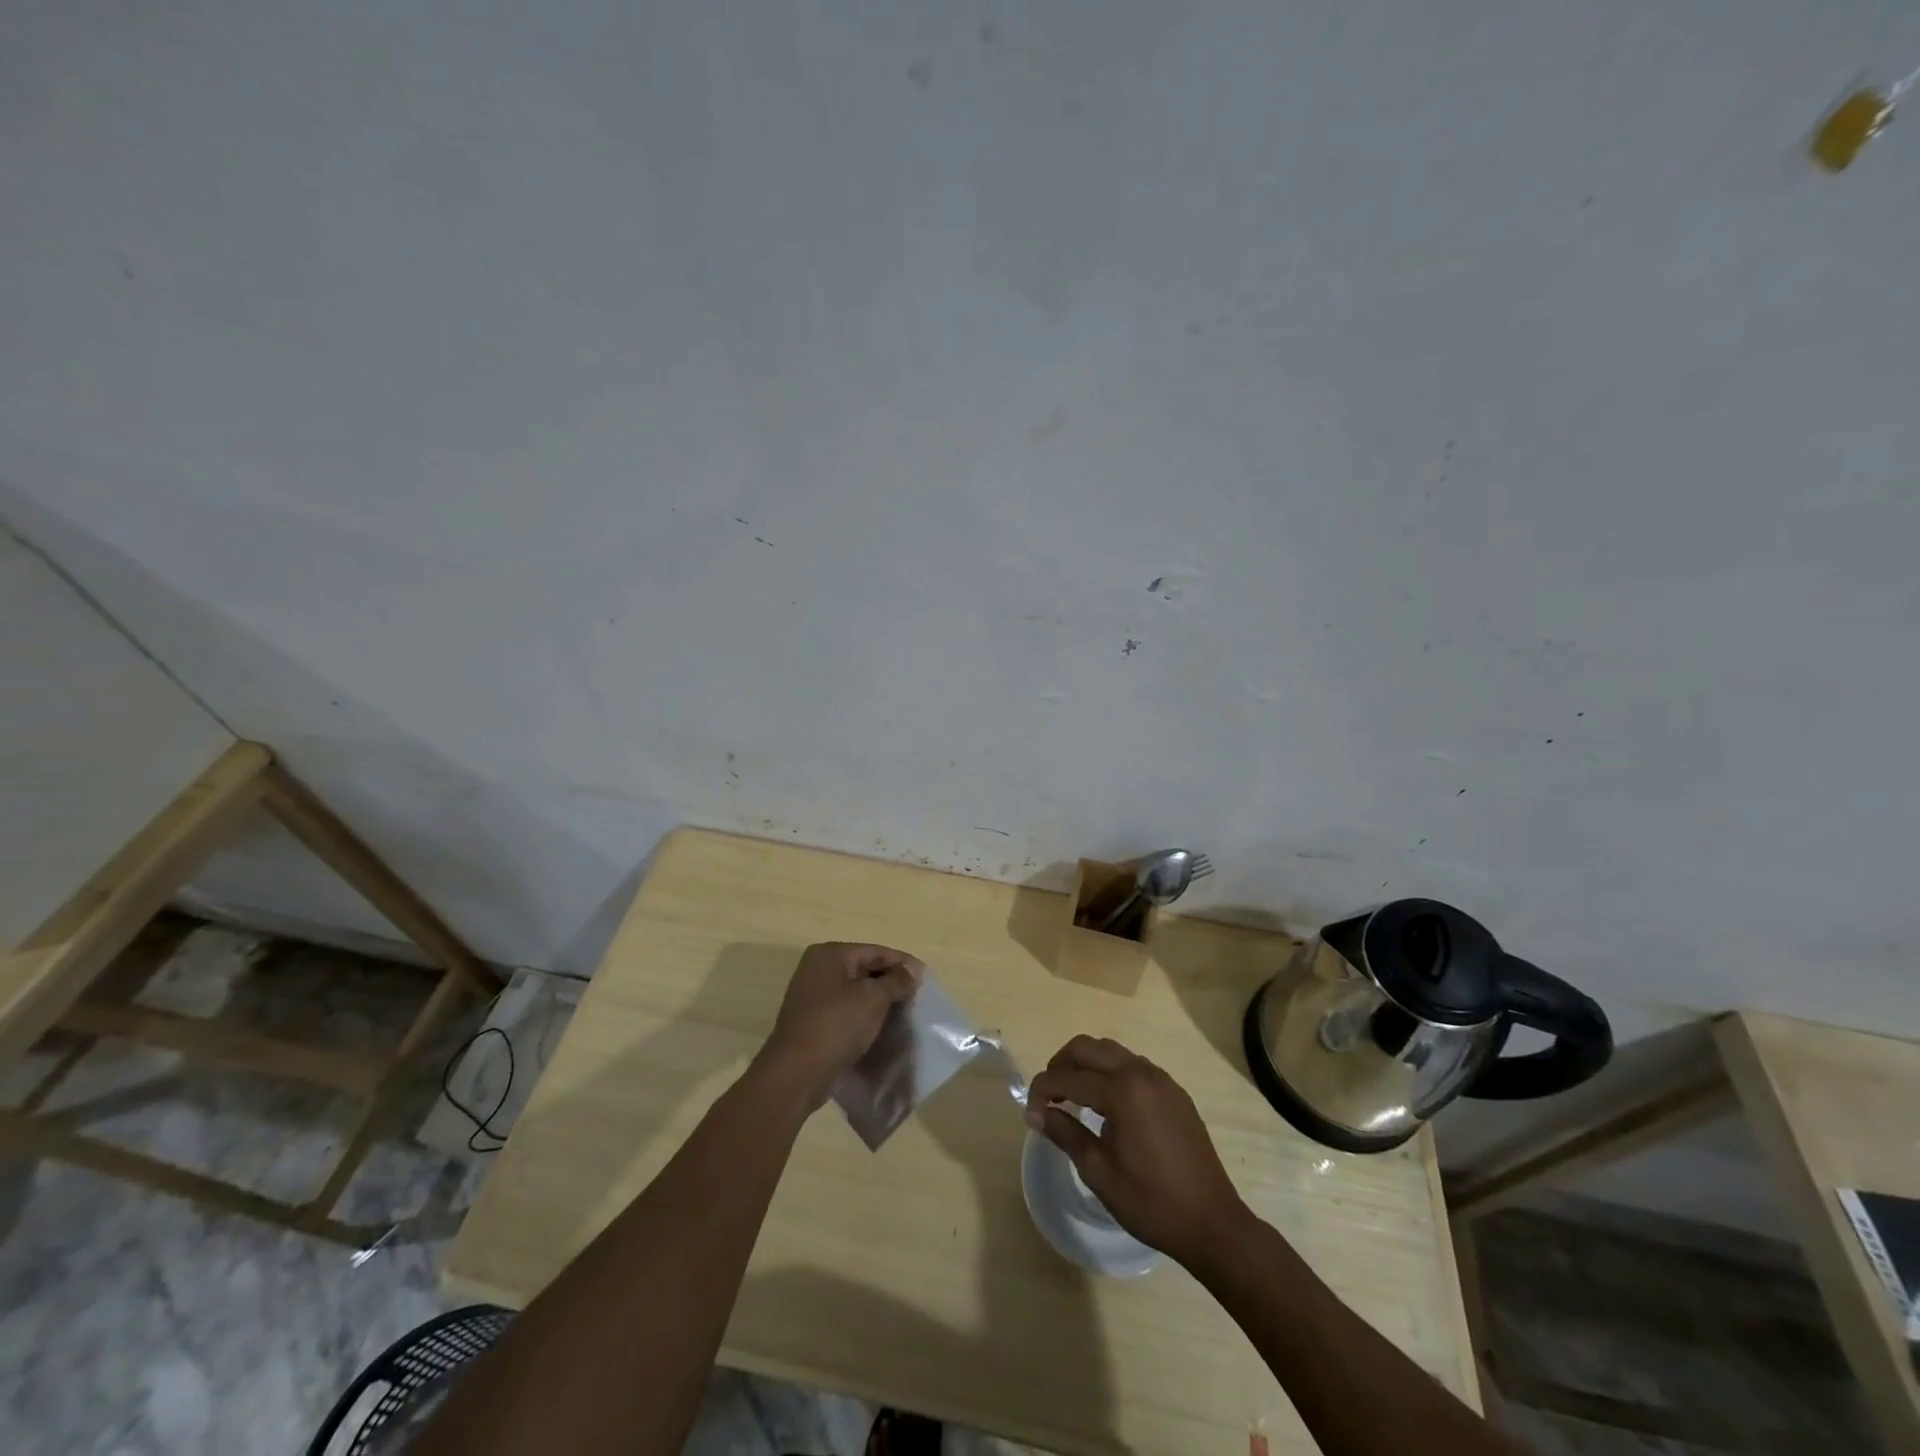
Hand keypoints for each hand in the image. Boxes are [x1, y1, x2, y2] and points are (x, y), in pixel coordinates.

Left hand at [755, 942, 923, 1107]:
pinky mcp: (813, 1021)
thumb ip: (896, 981)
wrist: (796, 1074)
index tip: (926, 978)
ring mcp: (812, 996)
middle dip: (891, 982)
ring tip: (904, 1012)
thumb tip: (913, 970)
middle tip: (916, 996)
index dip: (902, 963)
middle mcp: (817, 969)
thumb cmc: (836, 1025)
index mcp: (829, 954)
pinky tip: (882, 1026)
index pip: (875, 951)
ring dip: (879, 1000)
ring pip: (856, 991)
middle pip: (864, 969)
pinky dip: (864, 1015)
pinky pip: (846, 1010)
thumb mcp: (873, 999)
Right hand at [1025, 1036, 1249, 1267]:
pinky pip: (1133, 1065)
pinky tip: (1106, 1103)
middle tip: (1048, 1096)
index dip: (1042, 1091)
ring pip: (1111, 1051)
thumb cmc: (1152, 1203)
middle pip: (1087, 1048)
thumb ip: (1066, 1134)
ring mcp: (1161, 1079)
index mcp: (1122, 1092)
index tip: (1030, 1114)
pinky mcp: (1174, 1091)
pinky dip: (1110, 1072)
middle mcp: (1141, 1073)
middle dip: (1060, 1065)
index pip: (1068, 1077)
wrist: (1213, 1223)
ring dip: (1086, 1065)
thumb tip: (1037, 1113)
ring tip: (1072, 1096)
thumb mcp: (1100, 1173)